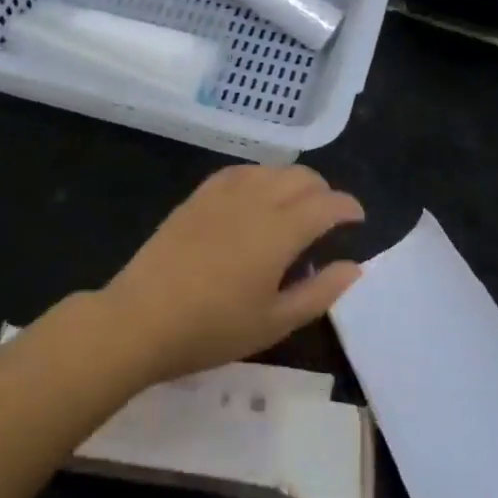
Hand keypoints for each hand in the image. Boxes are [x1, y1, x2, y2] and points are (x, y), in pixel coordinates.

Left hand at [101, 164, 364, 382]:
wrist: (140, 319)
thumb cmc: (212, 328)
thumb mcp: (274, 322)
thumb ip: (320, 292)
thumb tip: (355, 267)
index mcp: (279, 230)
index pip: (326, 204)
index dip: (348, 207)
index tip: (357, 219)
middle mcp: (256, 200)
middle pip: (301, 177)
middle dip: (324, 191)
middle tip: (328, 217)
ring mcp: (223, 193)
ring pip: (271, 169)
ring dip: (293, 181)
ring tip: (295, 207)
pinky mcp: (198, 196)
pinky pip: (240, 171)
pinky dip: (261, 176)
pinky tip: (257, 196)